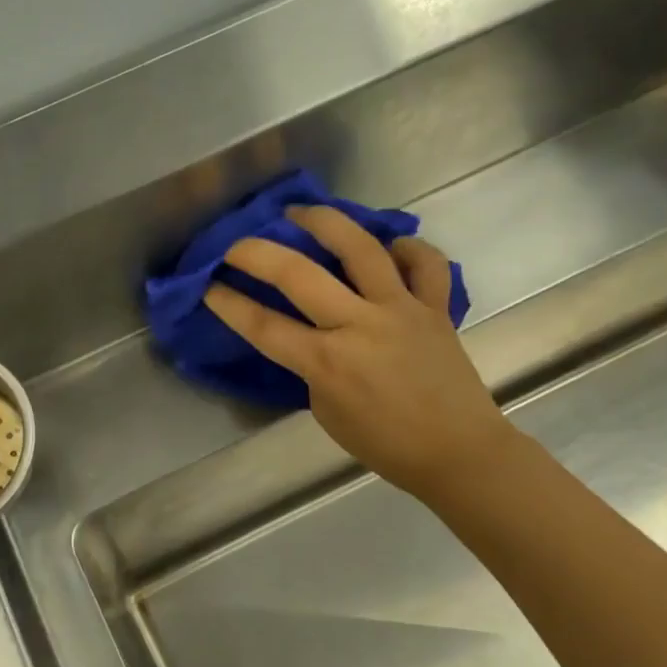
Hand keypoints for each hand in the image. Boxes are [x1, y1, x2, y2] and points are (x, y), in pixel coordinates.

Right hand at [203, 205, 513, 499]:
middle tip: (236, 243)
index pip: (263, 324)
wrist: (460, 454)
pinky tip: (391, 245)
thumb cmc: (385, 444)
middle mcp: (360, 326)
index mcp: (327, 362)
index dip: (227, 302)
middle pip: (298, 274)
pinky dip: (408, 248)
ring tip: (301, 212)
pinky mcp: (436, 308)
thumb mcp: (327, 411)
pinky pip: (425, 264)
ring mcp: (401, 310)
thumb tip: (309, 334)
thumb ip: (312, 366)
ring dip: (325, 222)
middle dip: (256, 252)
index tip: (206, 285)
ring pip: (361, 249)